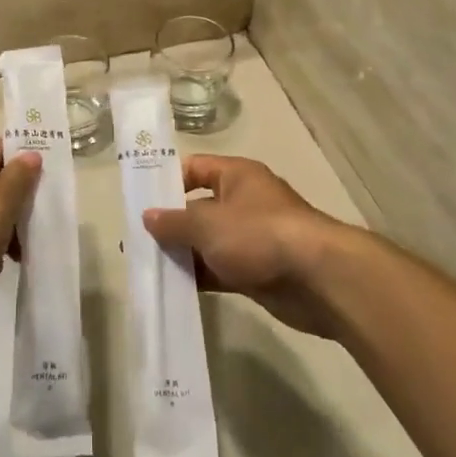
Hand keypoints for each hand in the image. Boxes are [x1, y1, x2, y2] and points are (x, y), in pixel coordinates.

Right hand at [143, 156, 350, 338]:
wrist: (318, 279)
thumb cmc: (258, 234)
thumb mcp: (207, 223)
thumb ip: (174, 221)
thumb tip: (148, 217)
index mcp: (236, 176)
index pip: (194, 168)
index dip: (167, 181)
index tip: (140, 200)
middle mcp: (244, 202)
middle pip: (199, 207)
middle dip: (170, 224)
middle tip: (137, 240)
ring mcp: (252, 238)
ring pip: (208, 242)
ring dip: (183, 253)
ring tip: (149, 266)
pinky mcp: (258, 270)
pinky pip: (220, 269)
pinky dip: (201, 276)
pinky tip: (175, 287)